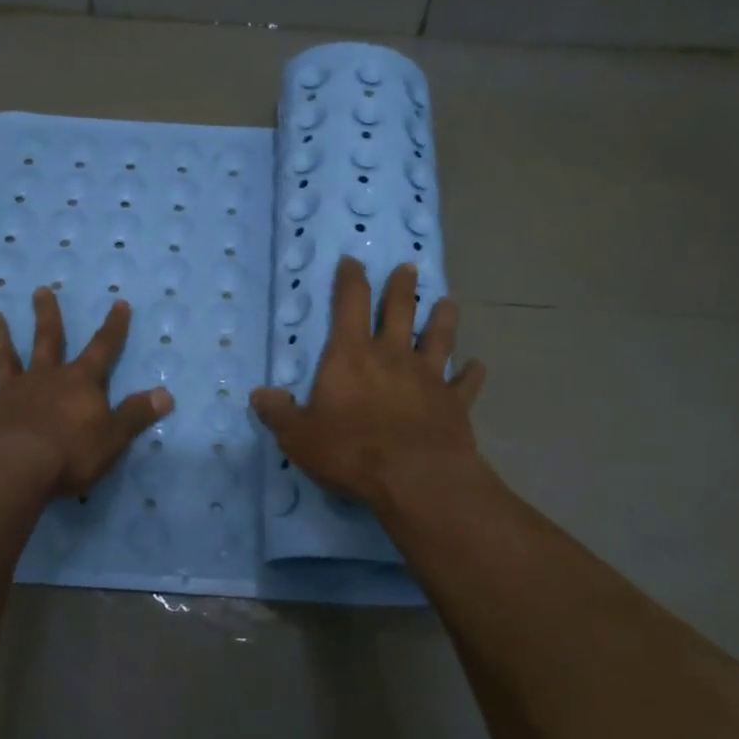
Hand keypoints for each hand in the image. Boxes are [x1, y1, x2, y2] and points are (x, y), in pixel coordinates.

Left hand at [0, 288, 171, 497]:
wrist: (16, 469)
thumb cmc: (71, 455)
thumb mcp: (114, 438)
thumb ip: (137, 415)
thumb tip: (166, 394)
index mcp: (79, 383)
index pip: (103, 349)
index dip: (113, 327)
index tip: (119, 303)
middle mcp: (44, 379)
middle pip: (47, 340)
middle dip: (47, 315)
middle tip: (40, 290)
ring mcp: (10, 394)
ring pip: (4, 358)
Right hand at [250, 258, 485, 506]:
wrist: (415, 478)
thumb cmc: (350, 451)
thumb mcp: (298, 436)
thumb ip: (278, 413)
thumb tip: (260, 394)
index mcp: (351, 356)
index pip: (350, 304)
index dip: (351, 280)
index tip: (353, 261)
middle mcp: (393, 356)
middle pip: (400, 311)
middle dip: (402, 287)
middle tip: (409, 267)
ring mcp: (428, 377)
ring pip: (439, 338)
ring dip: (443, 318)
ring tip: (448, 302)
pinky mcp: (455, 403)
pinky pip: (466, 383)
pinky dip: (472, 373)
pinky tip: (478, 366)